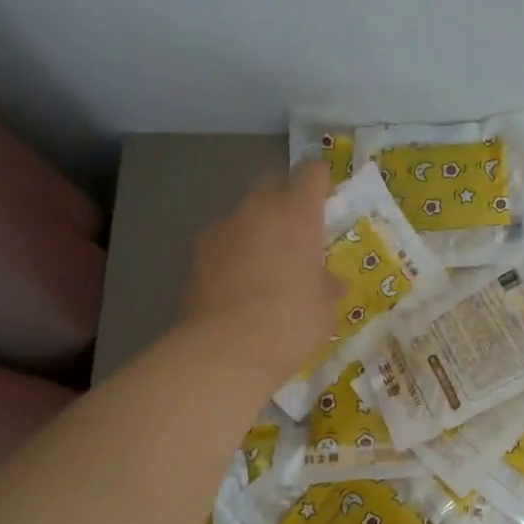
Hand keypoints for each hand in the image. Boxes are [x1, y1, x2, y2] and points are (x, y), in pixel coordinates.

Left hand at [182, 162, 340, 388]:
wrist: (225, 350)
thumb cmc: (290, 325)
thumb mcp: (324, 310)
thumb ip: (326, 286)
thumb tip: (328, 282)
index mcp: (297, 217)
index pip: (311, 173)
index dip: (320, 182)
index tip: (326, 201)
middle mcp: (258, 211)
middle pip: (272, 181)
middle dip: (285, 196)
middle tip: (298, 227)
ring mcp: (221, 229)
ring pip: (243, 210)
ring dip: (257, 223)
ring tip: (265, 257)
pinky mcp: (195, 253)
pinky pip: (221, 238)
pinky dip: (232, 248)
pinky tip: (238, 279)